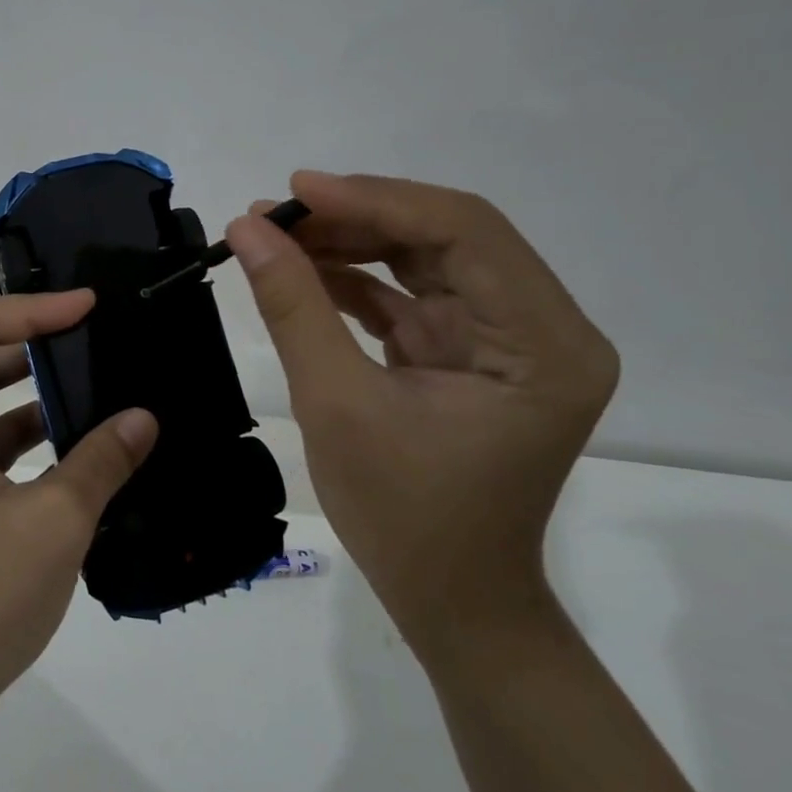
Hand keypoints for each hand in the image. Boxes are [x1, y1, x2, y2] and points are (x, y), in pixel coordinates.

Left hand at [0, 291, 158, 708]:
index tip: (87, 306)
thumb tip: (144, 417)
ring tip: (95, 374)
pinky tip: (82, 439)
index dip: (30, 309)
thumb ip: (101, 461)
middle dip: (33, 338)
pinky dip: (33, 432)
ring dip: (35, 385)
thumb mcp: (53, 521)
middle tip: (94, 330)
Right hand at [226, 173, 618, 648]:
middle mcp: (542, 328)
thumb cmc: (404, 517)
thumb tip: (248, 228)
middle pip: (447, 236)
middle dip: (356, 216)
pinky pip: (411, 293)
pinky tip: (300, 268)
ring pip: (424, 257)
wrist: (450, 601)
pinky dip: (356, 277)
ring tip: (275, 234)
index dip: (375, 200)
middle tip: (273, 213)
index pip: (464, 232)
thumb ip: (294, 307)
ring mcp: (507, 339)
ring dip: (350, 241)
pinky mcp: (470, 352)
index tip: (297, 191)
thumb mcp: (337, 404)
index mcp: (543, 343)